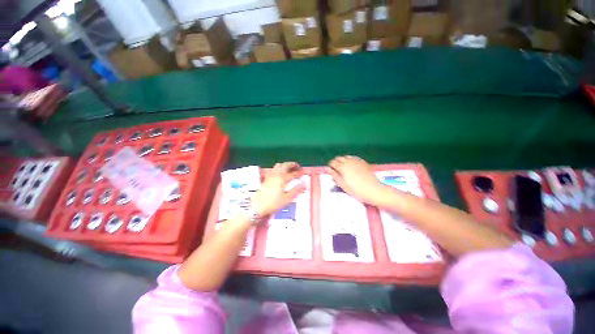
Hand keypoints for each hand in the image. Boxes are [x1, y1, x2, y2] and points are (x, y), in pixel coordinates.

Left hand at [251, 162, 305, 215]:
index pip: (293, 173)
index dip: (299, 172)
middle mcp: (276, 174)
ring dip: (285, 165)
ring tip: (290, 169)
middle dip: (292, 165)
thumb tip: (304, 184)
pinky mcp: (266, 178)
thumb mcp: (287, 199)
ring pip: (279, 165)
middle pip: (285, 165)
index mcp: (282, 179)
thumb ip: (296, 190)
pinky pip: (274, 169)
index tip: (304, 172)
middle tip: (298, 167)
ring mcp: (270, 175)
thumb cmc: (273, 203)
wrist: (257, 206)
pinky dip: (279, 168)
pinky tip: (280, 172)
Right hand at [327, 156, 388, 205]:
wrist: (373, 190)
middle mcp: (348, 161)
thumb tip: (327, 168)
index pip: (332, 162)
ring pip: (346, 157)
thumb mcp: (342, 185)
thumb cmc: (356, 190)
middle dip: (336, 162)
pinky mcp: (363, 162)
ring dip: (343, 161)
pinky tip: (351, 166)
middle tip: (337, 171)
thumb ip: (334, 175)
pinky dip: (350, 160)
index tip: (331, 171)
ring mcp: (356, 161)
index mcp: (342, 167)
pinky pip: (353, 157)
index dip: (330, 166)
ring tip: (344, 169)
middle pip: (338, 158)